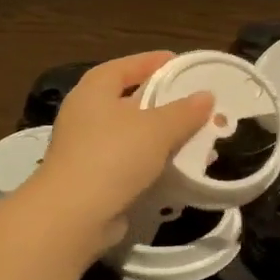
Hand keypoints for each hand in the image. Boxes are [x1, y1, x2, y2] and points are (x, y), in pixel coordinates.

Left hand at [28, 52, 213, 245]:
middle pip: (130, 100)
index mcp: (94, 91)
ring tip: (198, 137)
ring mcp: (87, 150)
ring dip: (164, 136)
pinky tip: (181, 167)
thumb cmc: (113, 156)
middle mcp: (86, 115)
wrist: (73, 217)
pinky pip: (132, 163)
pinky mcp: (94, 180)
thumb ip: (184, 110)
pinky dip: (155, 162)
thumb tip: (206, 96)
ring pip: (134, 135)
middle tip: (196, 102)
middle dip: (164, 102)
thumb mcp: (157, 128)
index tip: (181, 64)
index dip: (152, 62)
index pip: (125, 66)